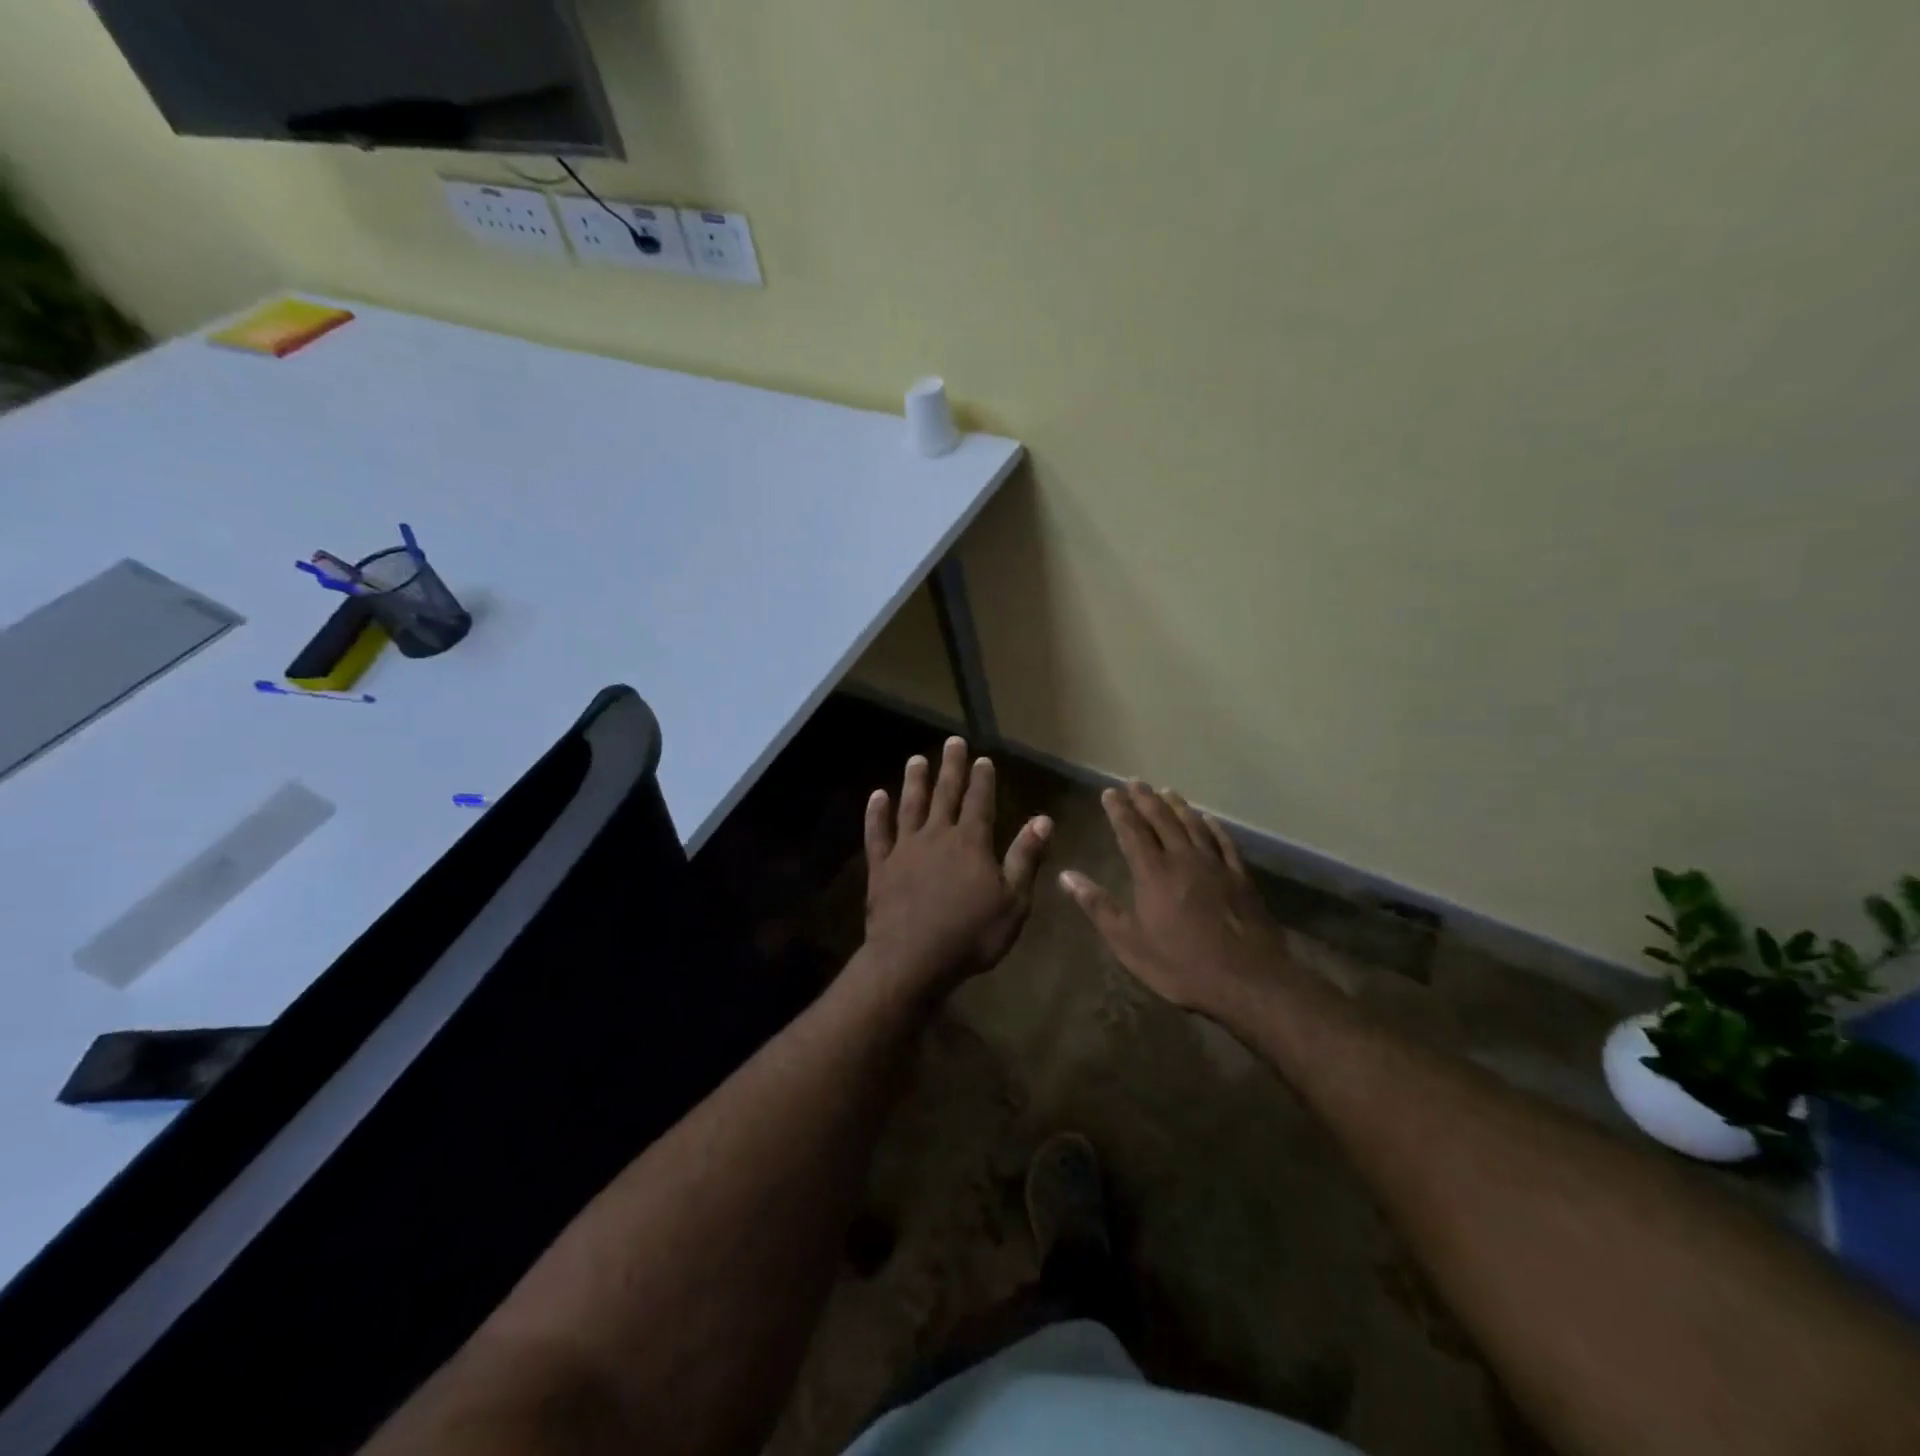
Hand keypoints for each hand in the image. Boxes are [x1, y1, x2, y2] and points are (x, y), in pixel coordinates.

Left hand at [863, 737, 1051, 993]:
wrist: (913, 960)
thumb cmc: (971, 934)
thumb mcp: (1013, 901)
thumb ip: (1025, 858)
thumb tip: (1044, 820)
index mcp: (971, 842)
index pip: (979, 801)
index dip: (982, 779)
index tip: (982, 758)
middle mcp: (937, 835)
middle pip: (945, 794)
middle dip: (951, 767)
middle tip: (952, 741)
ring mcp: (905, 849)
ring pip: (910, 806)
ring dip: (914, 781)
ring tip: (916, 759)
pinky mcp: (881, 866)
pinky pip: (878, 833)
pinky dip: (876, 813)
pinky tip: (877, 796)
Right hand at [1059, 781, 1287, 1021]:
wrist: (1248, 980)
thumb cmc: (1181, 965)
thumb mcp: (1129, 942)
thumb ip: (1098, 906)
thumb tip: (1066, 875)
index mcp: (1153, 872)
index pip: (1131, 830)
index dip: (1119, 809)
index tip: (1109, 792)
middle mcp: (1183, 858)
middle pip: (1162, 819)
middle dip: (1145, 799)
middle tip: (1134, 782)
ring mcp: (1216, 865)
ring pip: (1193, 824)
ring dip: (1177, 805)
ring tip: (1166, 791)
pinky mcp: (1241, 878)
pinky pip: (1224, 842)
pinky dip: (1213, 826)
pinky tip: (1209, 820)